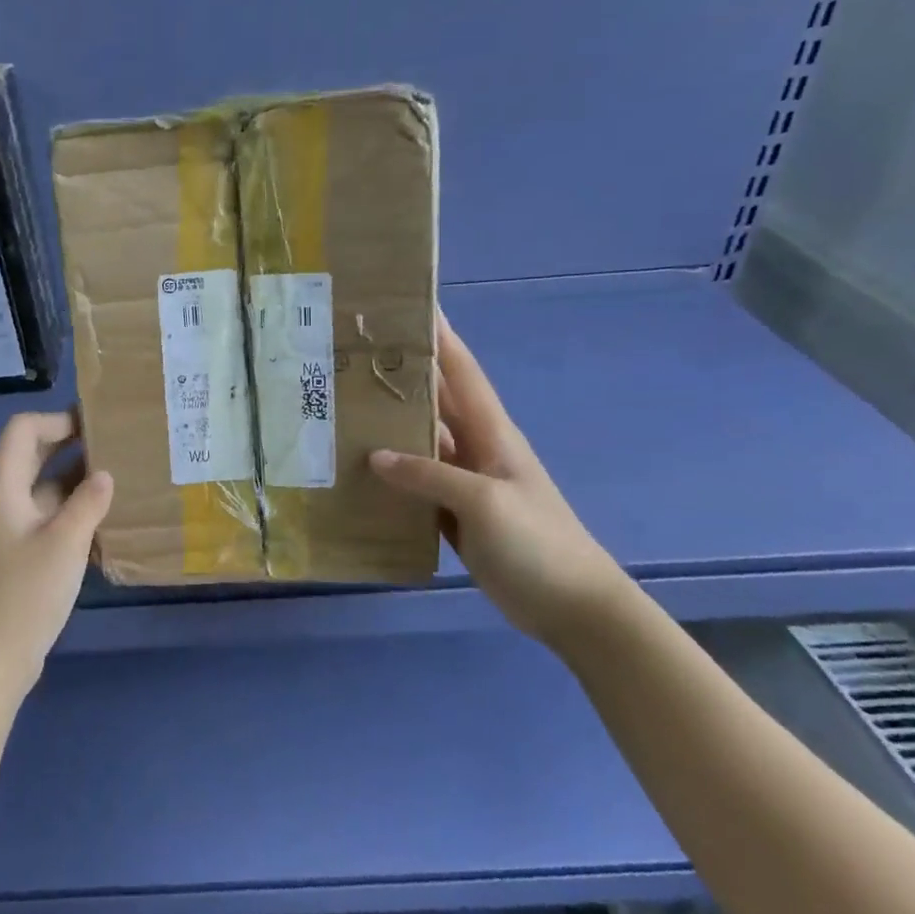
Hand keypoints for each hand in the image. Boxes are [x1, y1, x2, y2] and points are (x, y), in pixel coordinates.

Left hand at [0, 412, 113, 700]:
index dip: (58, 420)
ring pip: (42, 487)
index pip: (23, 430)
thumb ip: (89, 502)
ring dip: (76, 481)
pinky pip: (45, 515)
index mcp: (1, 485)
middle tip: (116, 447)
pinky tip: (104, 520)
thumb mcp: (65, 542)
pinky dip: (71, 510)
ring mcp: (7, 527)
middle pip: (33, 455)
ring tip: (119, 479)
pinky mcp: (16, 551)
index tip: (97, 427)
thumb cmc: (26, 593)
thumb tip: (105, 475)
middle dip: (71, 446)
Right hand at [371, 312, 626, 643]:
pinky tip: (360, 473)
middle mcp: (476, 450)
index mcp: (492, 434)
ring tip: (343, 411)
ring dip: (390, 429)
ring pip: (420, 445)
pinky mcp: (455, 515)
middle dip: (402, 378)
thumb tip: (374, 456)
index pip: (462, 374)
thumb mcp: (483, 502)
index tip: (411, 307)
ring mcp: (465, 484)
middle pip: (435, 405)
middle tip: (354, 358)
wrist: (571, 606)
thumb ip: (429, 475)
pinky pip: (416, 485)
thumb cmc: (537, 543)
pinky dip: (392, 476)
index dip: (440, 339)